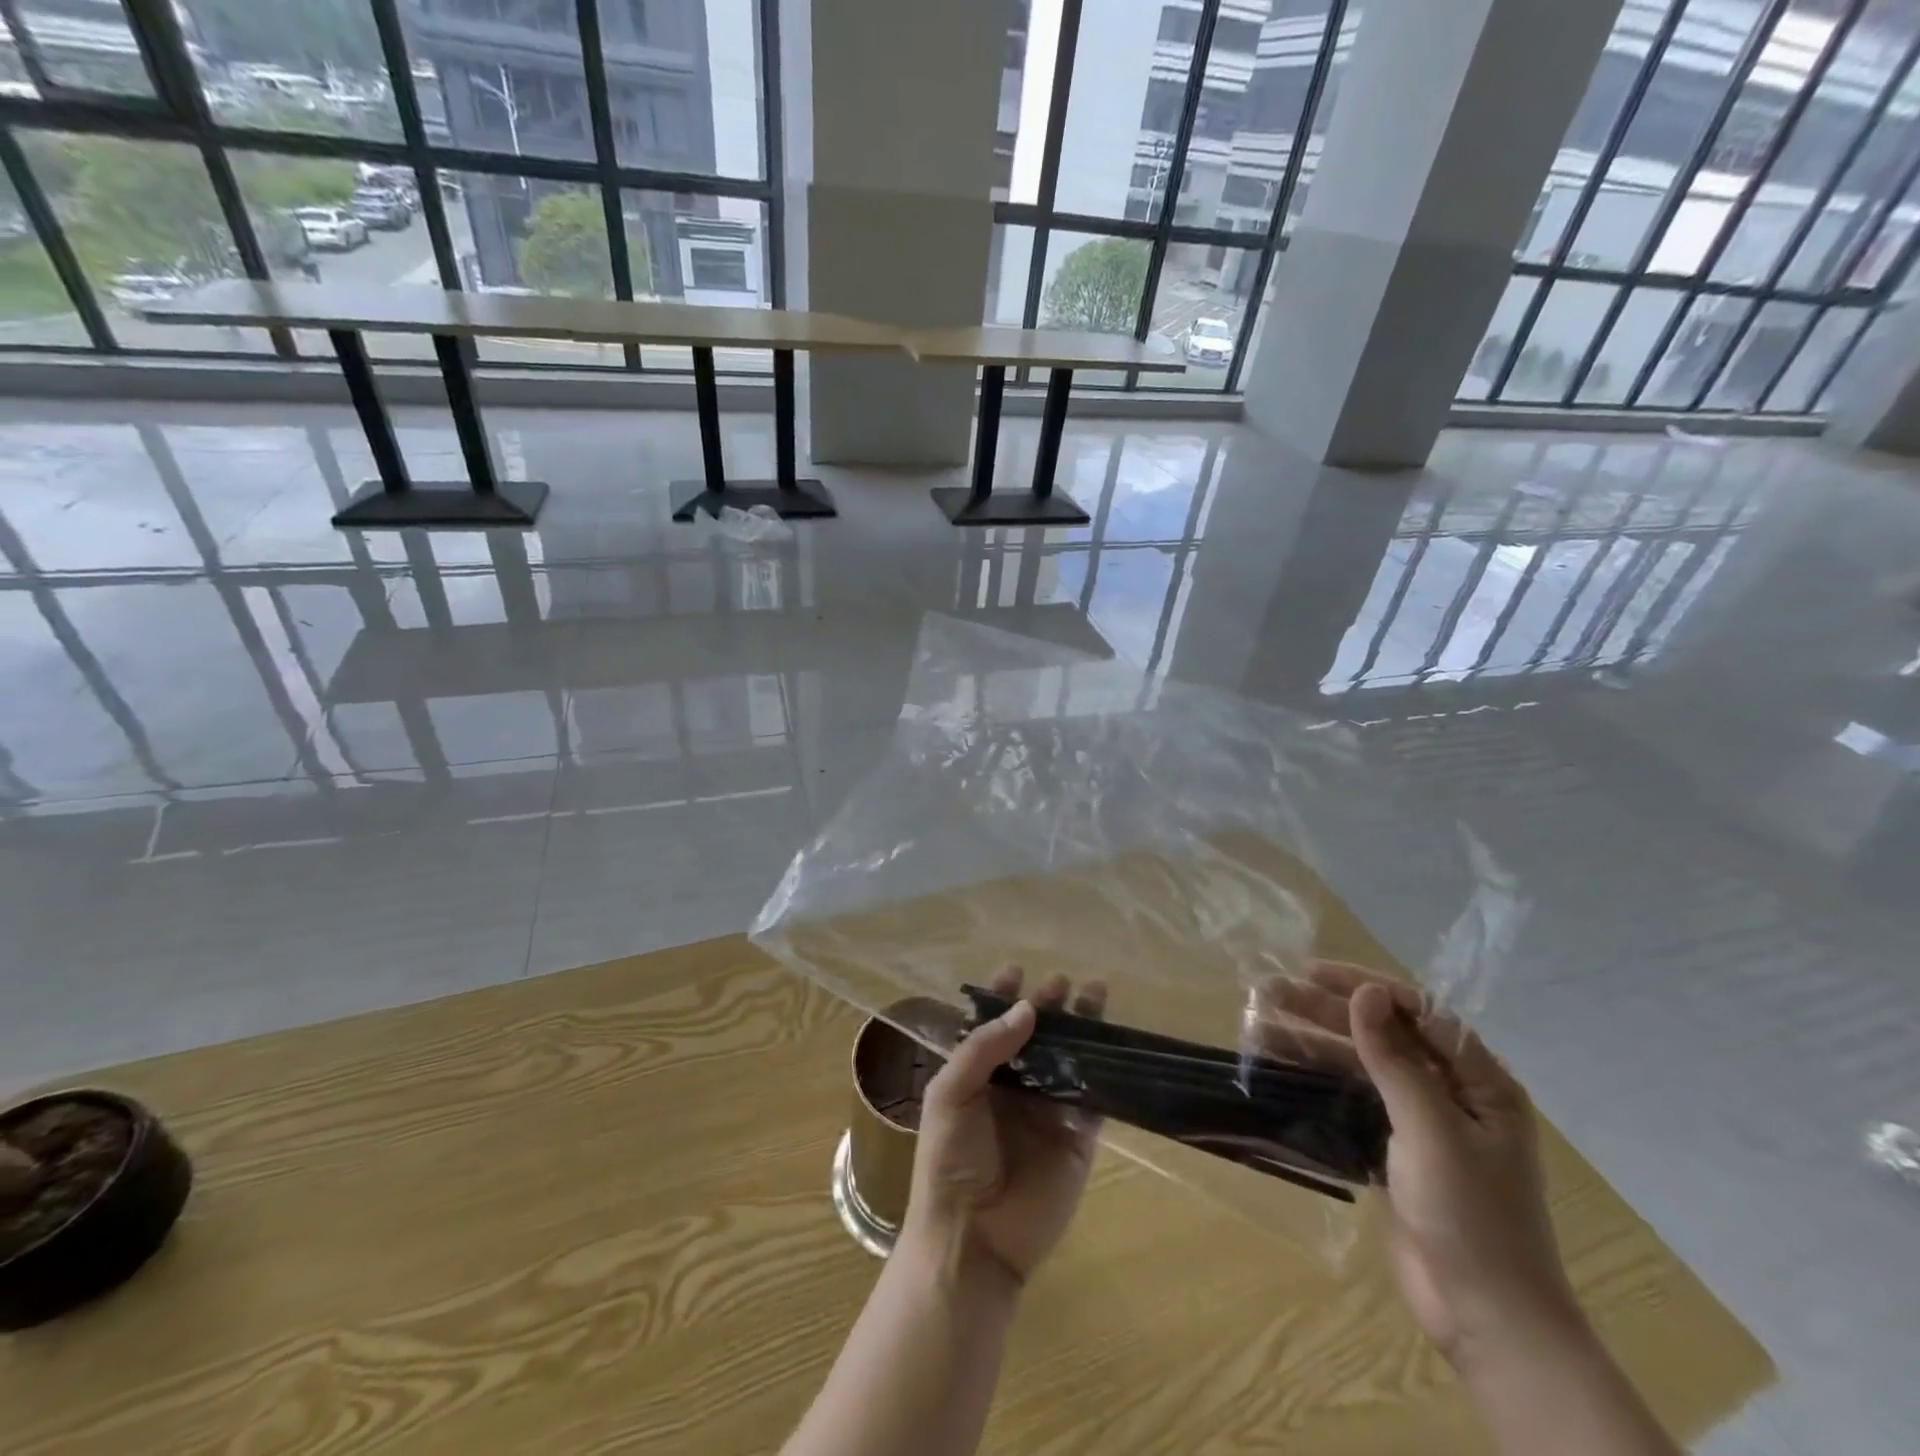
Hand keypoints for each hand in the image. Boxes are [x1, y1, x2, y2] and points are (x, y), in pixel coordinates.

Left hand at [903, 968, 1104, 1289]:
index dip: (1004, 998)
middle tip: (1061, 981)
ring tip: (1095, 992)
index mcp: (978, 1076)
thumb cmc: (950, 1160)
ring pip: (1069, 1059)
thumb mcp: (951, 1093)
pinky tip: (1113, 1043)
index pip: (993, 1027)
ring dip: (1082, 1028)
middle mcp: (1014, 1087)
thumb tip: (1028, 1009)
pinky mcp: (1078, 1137)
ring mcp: (1048, 1111)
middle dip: (1047, 1005)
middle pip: (1036, 1036)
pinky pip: (1094, 1097)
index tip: (1017, 969)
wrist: (973, 1238)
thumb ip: (985, 1048)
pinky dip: (1105, 1071)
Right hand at [1257, 961, 1584, 1369]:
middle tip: (1269, 993)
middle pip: (1382, 1034)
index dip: (1365, 987)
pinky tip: (1280, 1068)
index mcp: (1480, 1081)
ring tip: (1259, 1027)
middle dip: (1326, 1012)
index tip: (1312, 973)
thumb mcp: (1432, 1129)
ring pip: (1360, 1065)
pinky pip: (1351, 1098)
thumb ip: (1395, 1059)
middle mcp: (1451, 1092)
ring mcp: (1420, 1121)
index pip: (1419, 1012)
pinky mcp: (1393, 1149)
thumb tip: (1366, 993)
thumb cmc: (1471, 1216)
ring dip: (1313, 1043)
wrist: (1486, 1318)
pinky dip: (1317, 1080)